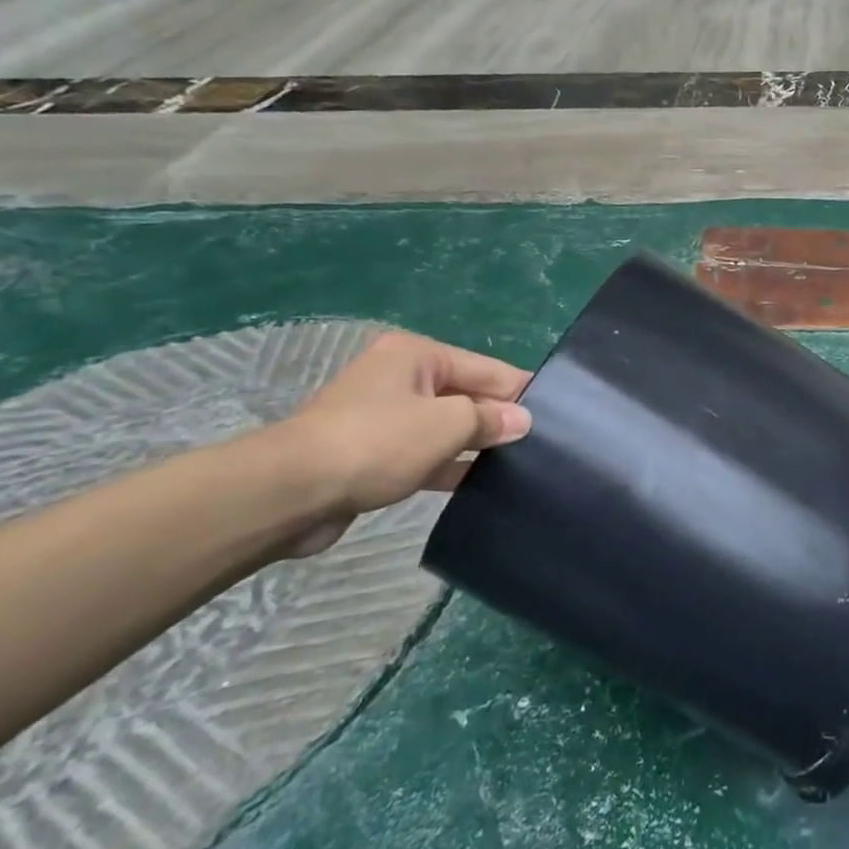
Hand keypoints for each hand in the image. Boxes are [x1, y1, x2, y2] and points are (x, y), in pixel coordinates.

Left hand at [274, 330, 531, 554]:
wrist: (291, 492)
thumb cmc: (376, 442)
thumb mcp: (447, 425)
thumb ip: (490, 419)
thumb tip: (522, 420)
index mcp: (417, 356)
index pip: (486, 368)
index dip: (520, 390)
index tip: (557, 412)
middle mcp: (401, 378)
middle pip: (466, 395)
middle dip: (499, 418)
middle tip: (542, 443)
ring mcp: (385, 417)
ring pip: (446, 427)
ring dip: (476, 444)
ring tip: (520, 464)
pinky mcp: (375, 454)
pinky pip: (425, 454)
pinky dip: (450, 464)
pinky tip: (481, 483)